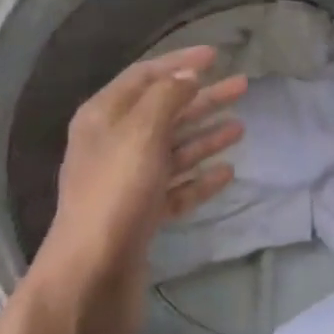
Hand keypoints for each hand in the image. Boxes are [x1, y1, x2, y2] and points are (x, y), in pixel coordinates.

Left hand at [25, 46, 243, 333]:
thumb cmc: (115, 193)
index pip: (145, 76)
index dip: (180, 62)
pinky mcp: (141, 214)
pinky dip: (200, 178)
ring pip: (174, 148)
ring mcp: (127, 181)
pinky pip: (177, 187)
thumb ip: (167, 97)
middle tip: (242, 86)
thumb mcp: (141, 133)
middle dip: (202, 97)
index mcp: (104, 117)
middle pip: (165, 110)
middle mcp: (113, 144)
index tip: (216, 55)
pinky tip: (227, 172)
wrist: (91, 278)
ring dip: (206, 135)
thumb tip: (187, 74)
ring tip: (240, 126)